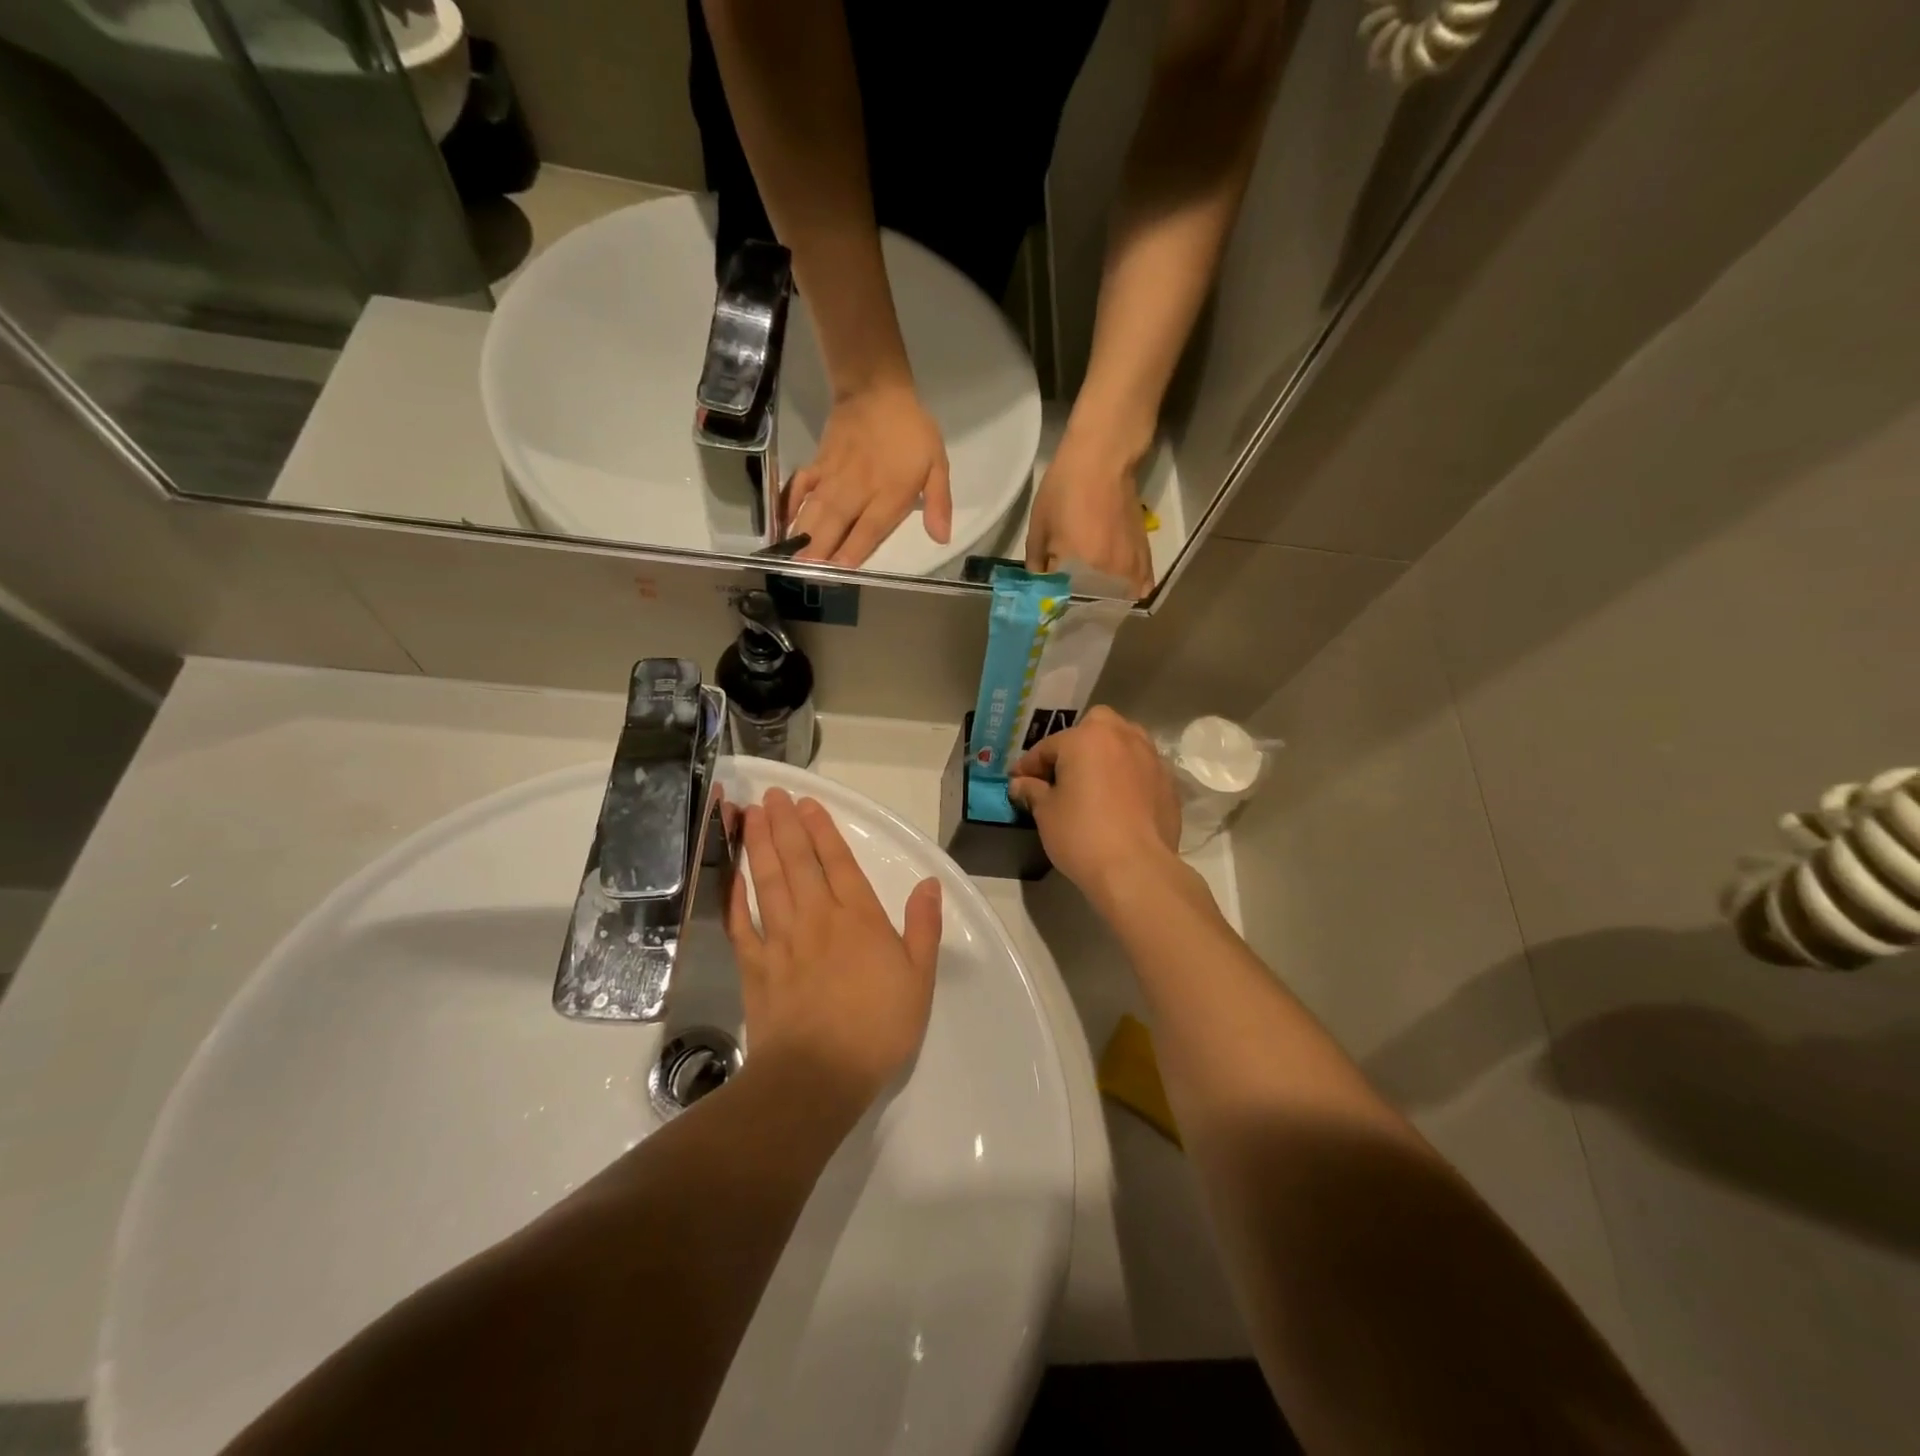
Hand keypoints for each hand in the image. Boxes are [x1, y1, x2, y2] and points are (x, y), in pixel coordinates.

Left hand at [726, 788, 942, 1107]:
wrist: (818, 1076)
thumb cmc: (877, 1028)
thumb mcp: (919, 979)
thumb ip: (923, 927)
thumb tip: (929, 883)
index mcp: (859, 919)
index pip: (839, 863)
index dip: (822, 830)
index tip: (807, 803)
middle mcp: (817, 918)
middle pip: (798, 862)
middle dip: (785, 825)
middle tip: (772, 795)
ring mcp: (781, 940)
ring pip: (767, 881)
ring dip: (759, 845)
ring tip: (751, 815)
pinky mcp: (754, 965)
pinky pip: (741, 922)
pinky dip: (734, 895)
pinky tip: (730, 873)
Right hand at [787, 383, 951, 567]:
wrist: (876, 389)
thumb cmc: (912, 431)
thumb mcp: (937, 464)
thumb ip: (939, 502)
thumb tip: (941, 538)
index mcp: (889, 492)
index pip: (870, 527)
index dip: (854, 549)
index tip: (839, 570)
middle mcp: (858, 488)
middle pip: (837, 523)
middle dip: (820, 549)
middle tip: (805, 574)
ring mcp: (834, 476)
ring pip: (816, 509)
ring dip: (802, 534)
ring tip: (790, 559)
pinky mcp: (818, 464)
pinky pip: (800, 486)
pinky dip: (789, 504)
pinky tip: (781, 524)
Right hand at [1007, 707, 1180, 901]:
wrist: (1136, 869)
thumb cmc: (1082, 834)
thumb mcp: (1046, 812)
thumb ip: (1032, 790)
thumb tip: (1021, 784)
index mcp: (1086, 738)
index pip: (1048, 746)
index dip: (1028, 766)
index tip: (1017, 782)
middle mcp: (1122, 737)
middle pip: (1094, 727)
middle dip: (1076, 743)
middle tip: (1062, 773)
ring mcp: (1151, 758)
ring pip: (1124, 743)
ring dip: (1106, 755)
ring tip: (1093, 783)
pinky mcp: (1168, 782)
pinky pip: (1141, 768)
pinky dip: (1127, 776)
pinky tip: (1118, 801)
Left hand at [1025, 434, 1153, 597]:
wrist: (1102, 459)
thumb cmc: (1064, 489)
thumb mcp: (1039, 526)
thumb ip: (1036, 562)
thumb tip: (1041, 583)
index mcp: (1082, 568)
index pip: (1066, 602)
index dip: (1056, 603)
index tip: (1049, 603)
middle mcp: (1111, 573)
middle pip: (1095, 605)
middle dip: (1081, 605)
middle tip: (1069, 600)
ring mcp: (1132, 565)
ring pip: (1120, 599)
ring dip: (1106, 602)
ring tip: (1092, 597)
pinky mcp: (1145, 555)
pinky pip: (1141, 585)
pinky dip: (1129, 591)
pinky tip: (1118, 589)